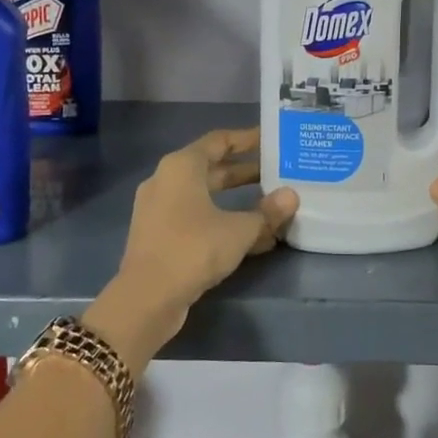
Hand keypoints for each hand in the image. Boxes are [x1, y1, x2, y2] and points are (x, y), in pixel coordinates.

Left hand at [86, 128, 297, 370]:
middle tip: (278, 172)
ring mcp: (159, 209)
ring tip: (270, 204)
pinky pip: (196, 218)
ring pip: (204, 195)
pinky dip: (221, 220)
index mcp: (182, 166)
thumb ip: (267, 212)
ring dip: (236, 199)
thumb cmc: (193, 249)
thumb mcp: (239, 230)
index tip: (272, 140)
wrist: (146, 299)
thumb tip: (291, 196)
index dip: (246, 139)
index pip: (219, 140)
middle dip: (245, 172)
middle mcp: (166, 180)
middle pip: (212, 168)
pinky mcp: (159, 235)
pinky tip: (252, 238)